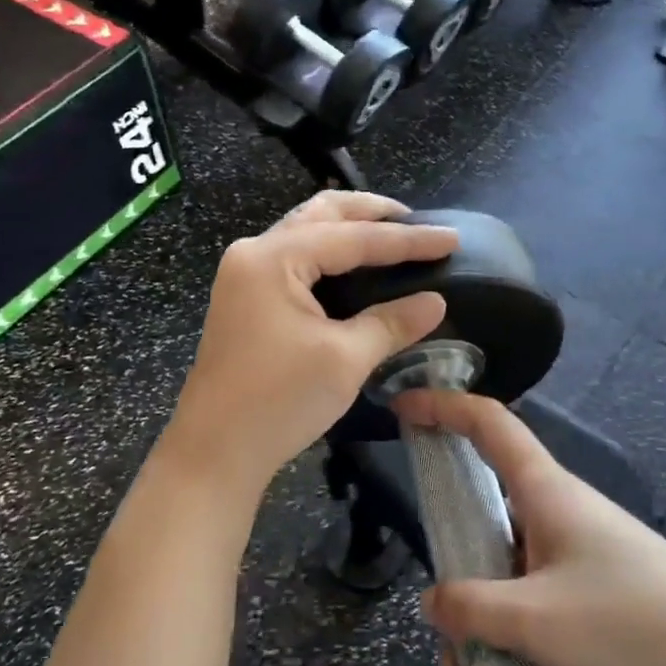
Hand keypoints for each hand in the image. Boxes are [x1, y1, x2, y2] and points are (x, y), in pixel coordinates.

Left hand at [160, 192, 457, 495]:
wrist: (214, 452)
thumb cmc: (278, 401)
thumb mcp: (344, 359)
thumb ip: (392, 322)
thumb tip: (435, 302)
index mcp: (274, 258)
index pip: (353, 237)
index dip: (407, 239)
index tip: (452, 237)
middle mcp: (254, 253)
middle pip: (321, 215)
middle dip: (369, 213)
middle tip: (415, 222)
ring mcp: (243, 275)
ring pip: (304, 233)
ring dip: (346, 229)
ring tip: (390, 236)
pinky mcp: (244, 299)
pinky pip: (293, 258)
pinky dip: (327, 253)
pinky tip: (352, 266)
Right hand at [397, 389, 665, 665]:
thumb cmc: (634, 623)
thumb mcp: (537, 620)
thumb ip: (472, 608)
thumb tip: (431, 602)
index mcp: (547, 490)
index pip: (489, 423)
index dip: (443, 405)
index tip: (402, 405)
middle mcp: (563, 509)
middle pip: (492, 495)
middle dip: (452, 533)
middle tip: (429, 578)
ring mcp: (584, 551)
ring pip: (511, 555)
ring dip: (481, 596)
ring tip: (465, 661)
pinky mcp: (603, 590)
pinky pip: (537, 590)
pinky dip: (510, 619)